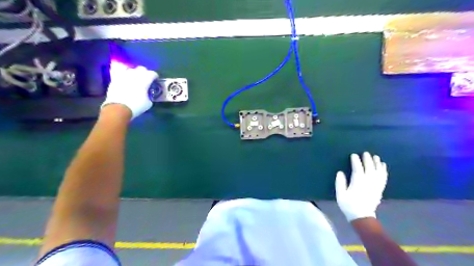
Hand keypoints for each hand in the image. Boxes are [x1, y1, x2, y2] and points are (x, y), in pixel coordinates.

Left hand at [101, 61, 157, 118]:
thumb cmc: (136, 106)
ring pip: (131, 69)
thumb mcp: (148, 103)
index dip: (155, 76)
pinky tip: (125, 76)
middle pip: (142, 68)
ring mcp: (124, 75)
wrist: (119, 108)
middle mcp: (135, 74)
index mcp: (145, 80)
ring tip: (135, 78)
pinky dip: (123, 72)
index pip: (152, 73)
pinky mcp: (115, 78)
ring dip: (134, 73)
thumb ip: (149, 94)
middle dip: (145, 73)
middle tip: (146, 79)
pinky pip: (118, 70)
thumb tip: (147, 93)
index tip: (155, 81)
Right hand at [335, 152, 386, 222]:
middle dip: (367, 160)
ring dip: (377, 163)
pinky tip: (383, 165)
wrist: (362, 217)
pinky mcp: (380, 189)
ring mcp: (375, 186)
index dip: (356, 161)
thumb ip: (340, 183)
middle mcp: (368, 182)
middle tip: (365, 153)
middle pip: (369, 168)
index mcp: (358, 183)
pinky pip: (383, 177)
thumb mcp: (340, 195)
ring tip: (375, 156)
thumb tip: (340, 172)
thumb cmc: (349, 205)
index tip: (353, 155)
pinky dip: (383, 170)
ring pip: (378, 172)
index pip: (358, 169)